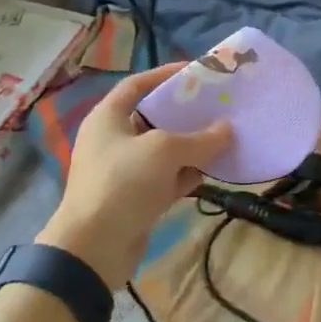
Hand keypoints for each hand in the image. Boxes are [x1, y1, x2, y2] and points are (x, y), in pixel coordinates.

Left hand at [37, 63, 231, 288]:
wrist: (93, 249)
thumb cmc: (123, 183)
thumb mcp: (164, 152)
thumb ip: (199, 139)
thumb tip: (227, 130)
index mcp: (107, 117)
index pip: (137, 85)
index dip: (164, 75)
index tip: (195, 72)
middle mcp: (112, 140)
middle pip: (153, 118)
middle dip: (184, 114)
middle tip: (216, 107)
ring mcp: (122, 171)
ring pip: (162, 151)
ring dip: (189, 147)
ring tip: (221, 138)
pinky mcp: (133, 199)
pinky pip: (164, 179)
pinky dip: (184, 175)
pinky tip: (210, 172)